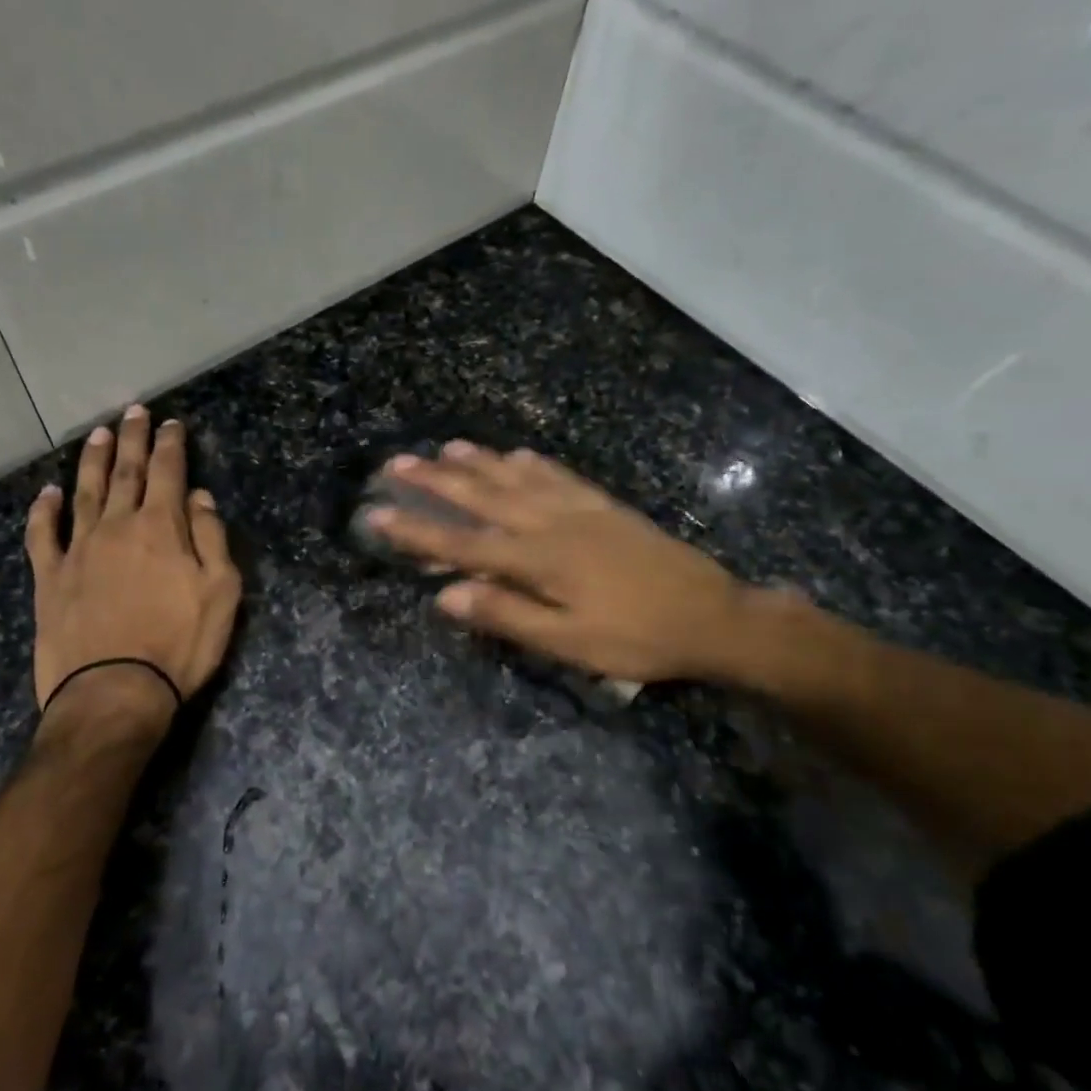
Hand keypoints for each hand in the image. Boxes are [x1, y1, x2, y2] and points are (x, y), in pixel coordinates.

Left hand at [24, 406, 241, 726]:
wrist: (114, 692)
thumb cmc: (180, 644)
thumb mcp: (221, 592)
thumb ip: (211, 539)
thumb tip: (199, 498)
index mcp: (161, 528)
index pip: (167, 472)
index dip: (170, 445)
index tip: (172, 423)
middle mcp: (116, 526)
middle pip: (125, 472)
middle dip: (132, 438)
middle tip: (134, 411)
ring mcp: (78, 550)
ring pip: (84, 492)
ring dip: (92, 460)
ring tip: (97, 433)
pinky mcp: (49, 578)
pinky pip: (42, 535)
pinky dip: (43, 511)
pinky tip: (47, 493)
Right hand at [366, 442, 781, 685]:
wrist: (713, 616)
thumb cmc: (638, 638)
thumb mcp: (570, 642)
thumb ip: (508, 615)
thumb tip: (446, 595)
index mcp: (538, 559)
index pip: (463, 543)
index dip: (416, 530)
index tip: (377, 513)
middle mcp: (551, 523)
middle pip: (483, 497)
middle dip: (436, 481)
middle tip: (397, 463)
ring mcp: (580, 510)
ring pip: (517, 479)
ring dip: (479, 463)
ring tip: (446, 448)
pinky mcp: (604, 507)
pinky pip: (560, 476)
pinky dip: (533, 464)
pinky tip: (517, 454)